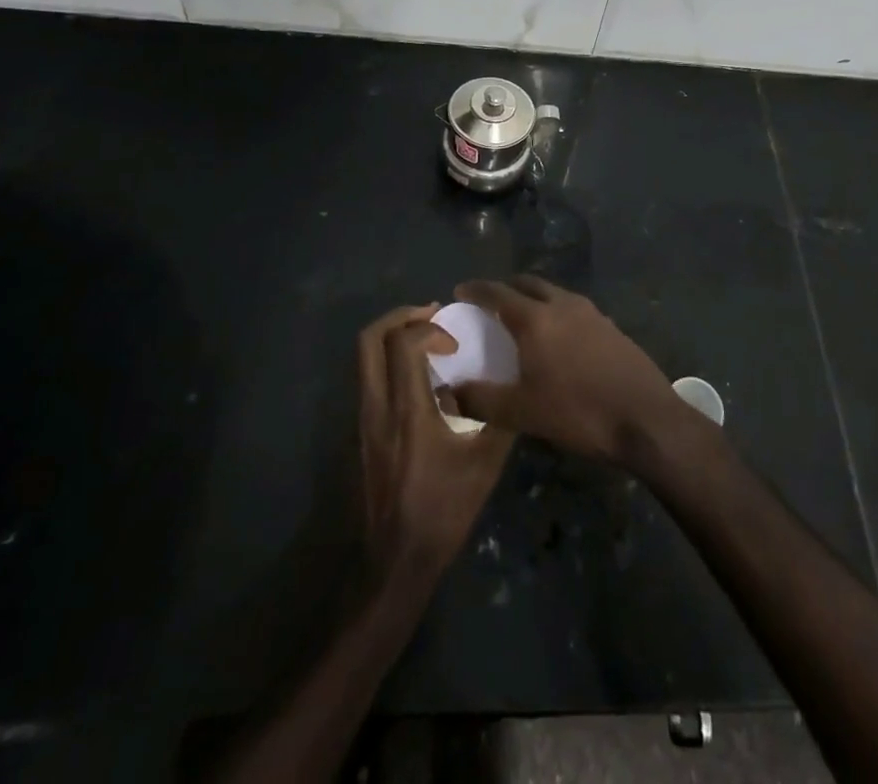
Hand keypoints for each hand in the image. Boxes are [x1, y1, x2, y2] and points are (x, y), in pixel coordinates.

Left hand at [357, 304, 513, 587]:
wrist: (396, 562)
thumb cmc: (442, 512)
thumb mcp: (484, 465)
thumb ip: (499, 419)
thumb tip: (514, 387)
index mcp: (406, 411)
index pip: (403, 344)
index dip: (430, 329)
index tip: (455, 343)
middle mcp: (377, 408)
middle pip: (369, 340)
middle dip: (401, 317)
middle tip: (433, 316)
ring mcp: (364, 421)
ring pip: (364, 359)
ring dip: (394, 338)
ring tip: (428, 341)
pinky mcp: (362, 434)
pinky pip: (370, 380)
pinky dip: (391, 363)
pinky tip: (421, 380)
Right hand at [451, 276, 687, 469]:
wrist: (646, 418)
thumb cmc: (578, 412)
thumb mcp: (522, 413)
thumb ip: (480, 399)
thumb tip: (448, 391)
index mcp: (536, 318)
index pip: (498, 293)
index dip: (476, 290)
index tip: (460, 290)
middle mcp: (563, 304)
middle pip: (528, 283)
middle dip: (506, 288)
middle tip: (490, 302)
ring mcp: (591, 312)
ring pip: (554, 293)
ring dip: (534, 297)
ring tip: (523, 317)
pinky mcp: (611, 326)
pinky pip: (574, 308)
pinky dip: (557, 311)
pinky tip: (559, 337)